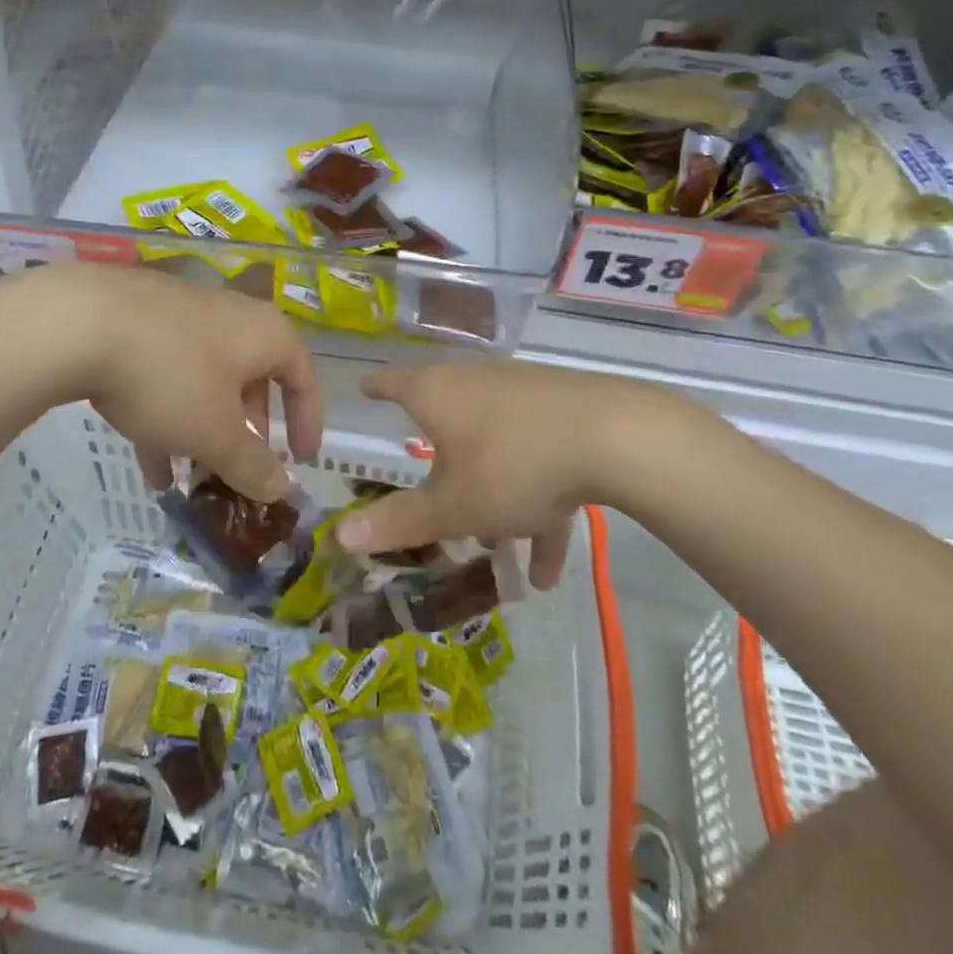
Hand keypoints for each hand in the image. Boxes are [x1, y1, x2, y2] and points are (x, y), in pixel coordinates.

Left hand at [17, 263, 322, 500]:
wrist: (78, 321)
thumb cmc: (170, 376)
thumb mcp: (216, 434)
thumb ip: (253, 466)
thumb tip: (283, 489)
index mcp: (265, 334)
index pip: (303, 379)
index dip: (308, 424)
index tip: (302, 462)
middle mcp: (230, 317)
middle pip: (252, 381)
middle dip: (246, 434)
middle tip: (240, 470)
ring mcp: (181, 316)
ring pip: (205, 383)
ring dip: (202, 433)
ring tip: (189, 481)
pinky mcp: (138, 322)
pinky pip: (166, 375)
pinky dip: (167, 417)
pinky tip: (148, 462)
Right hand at [336, 360, 660, 589]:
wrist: (613, 437)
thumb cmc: (511, 465)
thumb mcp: (450, 506)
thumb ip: (397, 522)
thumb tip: (339, 536)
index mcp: (437, 394)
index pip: (394, 383)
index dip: (378, 388)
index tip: (367, 388)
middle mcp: (476, 384)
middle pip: (448, 422)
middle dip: (442, 469)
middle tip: (434, 499)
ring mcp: (524, 396)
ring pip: (496, 452)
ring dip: (495, 503)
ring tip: (499, 555)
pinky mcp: (565, 414)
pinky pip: (538, 463)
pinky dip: (538, 508)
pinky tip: (550, 570)